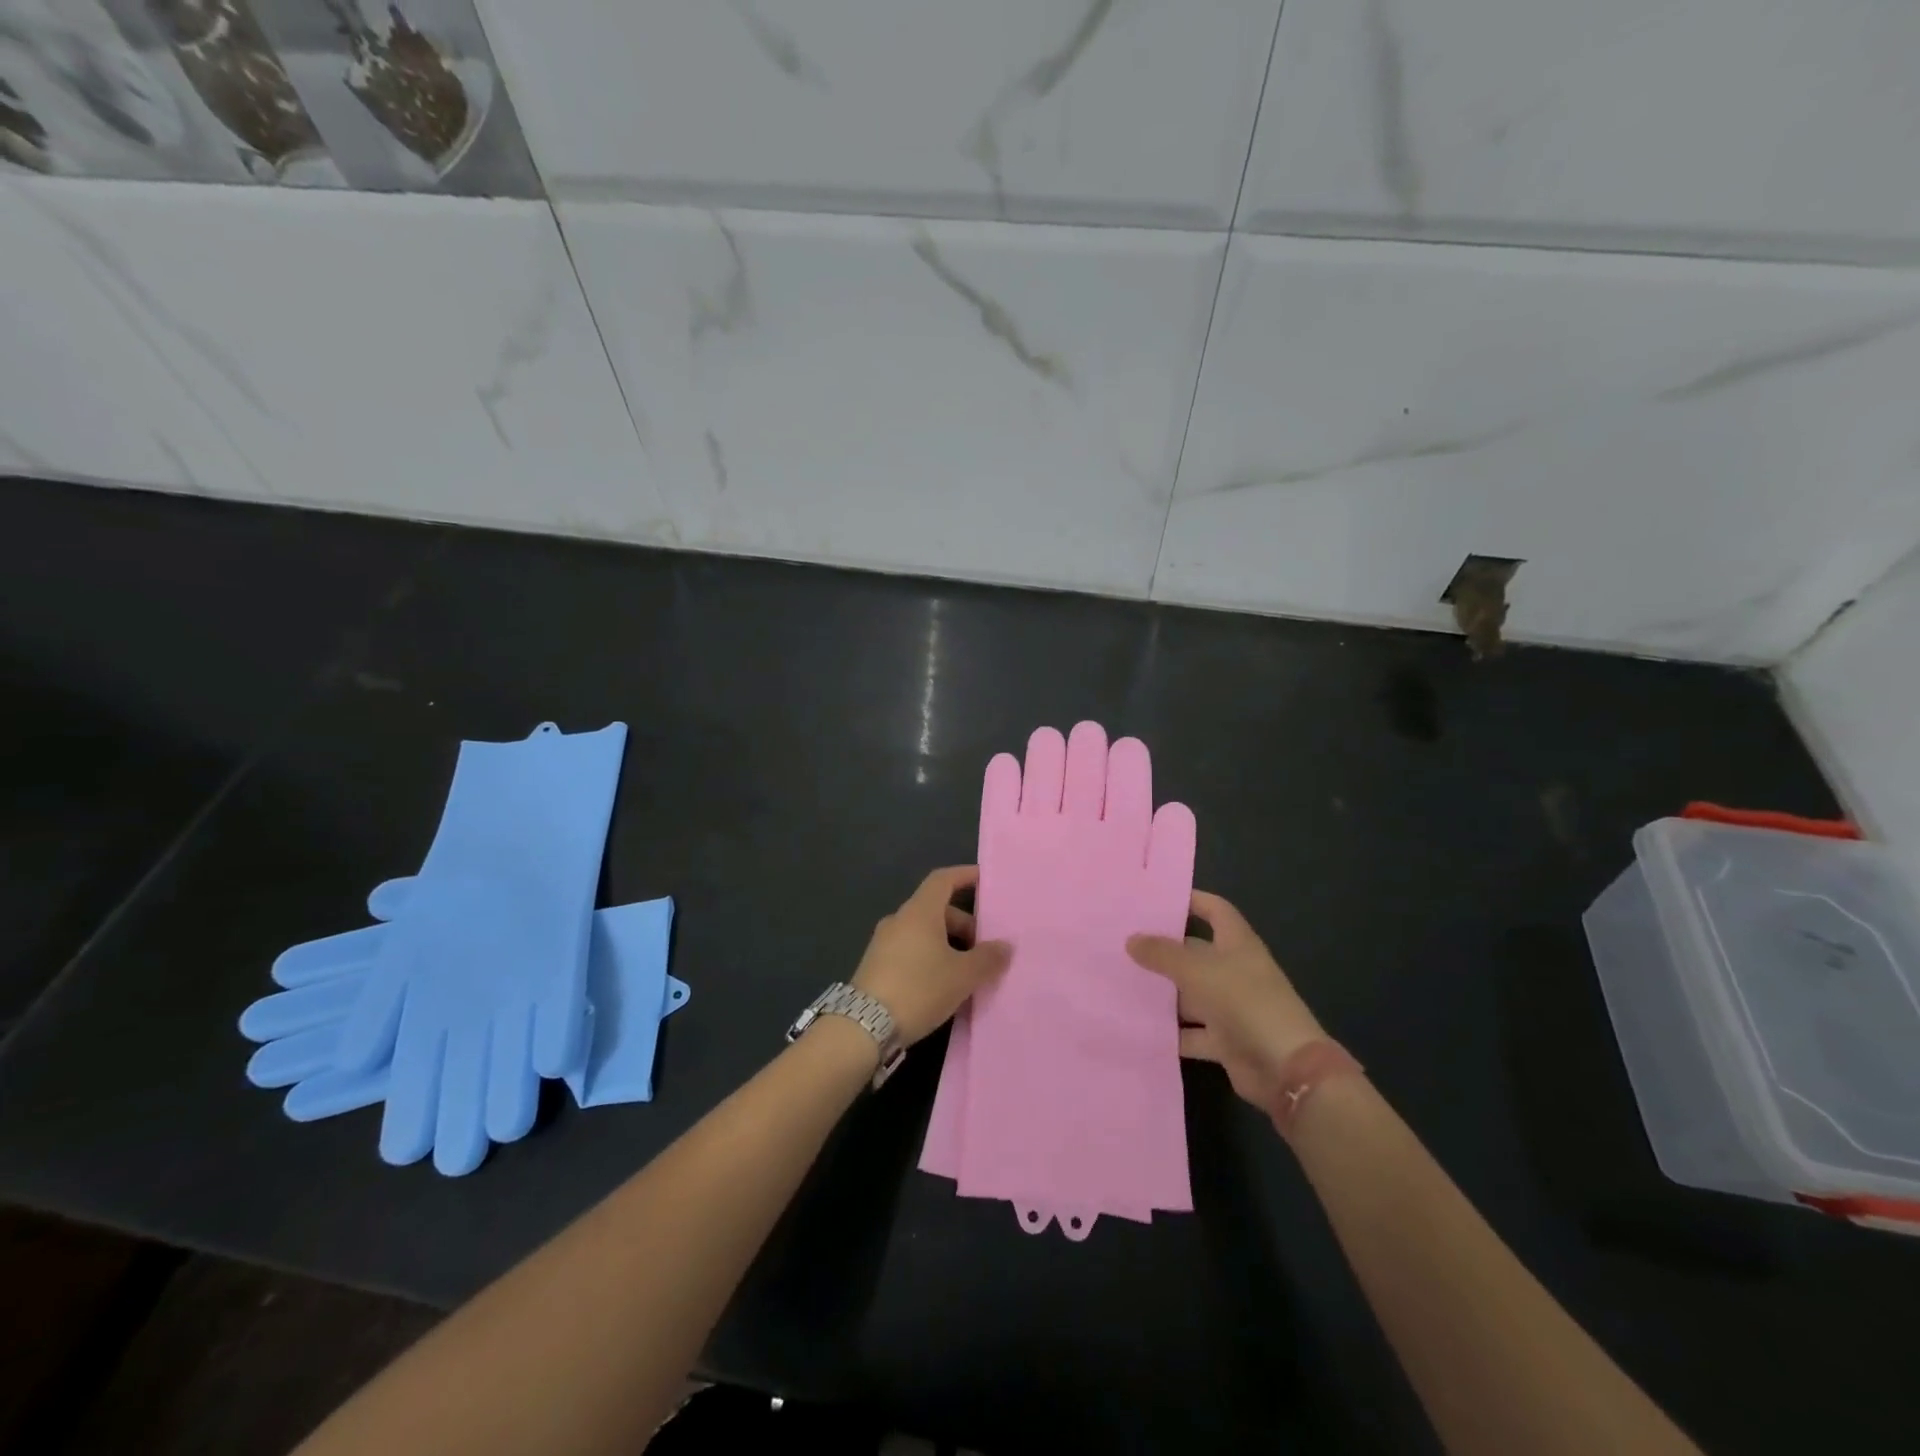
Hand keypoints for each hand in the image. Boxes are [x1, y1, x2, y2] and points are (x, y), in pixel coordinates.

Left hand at [851, 866, 1010, 1046]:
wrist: (864, 1027)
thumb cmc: (918, 989)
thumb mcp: (962, 975)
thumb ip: (987, 958)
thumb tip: (1005, 946)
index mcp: (919, 912)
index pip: (943, 880)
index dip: (964, 875)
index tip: (983, 879)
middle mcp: (899, 920)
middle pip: (936, 909)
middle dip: (963, 924)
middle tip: (984, 947)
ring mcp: (883, 942)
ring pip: (923, 932)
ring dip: (948, 944)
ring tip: (968, 970)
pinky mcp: (876, 965)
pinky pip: (910, 950)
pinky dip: (930, 957)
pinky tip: (943, 984)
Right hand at [1127, 892, 1323, 1112]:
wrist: (1285, 1069)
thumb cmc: (1244, 1003)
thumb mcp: (1197, 971)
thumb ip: (1162, 954)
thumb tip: (1131, 939)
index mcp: (1237, 944)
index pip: (1215, 910)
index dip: (1191, 900)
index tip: (1155, 899)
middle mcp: (1235, 971)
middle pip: (1195, 953)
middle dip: (1163, 950)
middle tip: (1122, 944)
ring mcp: (1231, 1007)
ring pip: (1190, 995)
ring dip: (1163, 994)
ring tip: (1120, 984)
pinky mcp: (1225, 1041)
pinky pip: (1192, 1033)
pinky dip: (1171, 1033)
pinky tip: (1138, 1027)